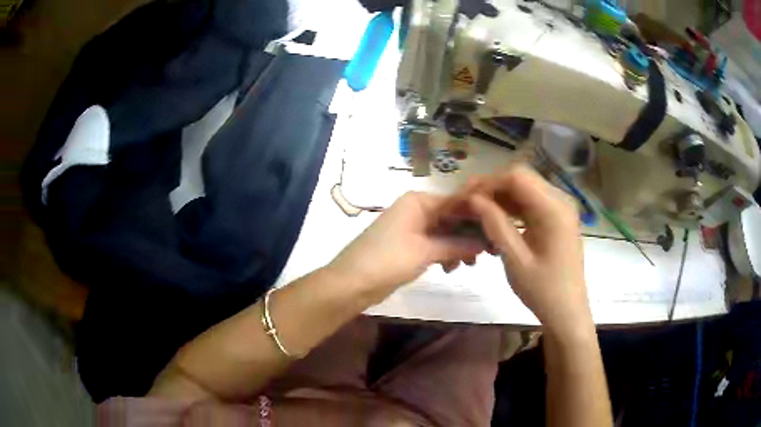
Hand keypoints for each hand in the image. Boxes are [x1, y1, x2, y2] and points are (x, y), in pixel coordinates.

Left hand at [328, 192, 486, 303]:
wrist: (351, 283)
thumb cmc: (388, 260)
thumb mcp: (426, 251)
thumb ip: (457, 245)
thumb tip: (484, 242)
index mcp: (418, 201)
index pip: (456, 201)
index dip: (477, 214)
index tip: (497, 228)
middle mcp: (416, 209)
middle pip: (451, 217)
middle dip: (468, 234)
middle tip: (487, 252)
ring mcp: (411, 227)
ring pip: (444, 232)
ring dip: (457, 246)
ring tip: (470, 264)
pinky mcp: (408, 245)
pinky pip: (433, 244)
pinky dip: (444, 253)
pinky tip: (451, 267)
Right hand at [466, 165, 591, 334]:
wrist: (567, 311)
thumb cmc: (542, 290)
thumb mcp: (515, 259)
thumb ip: (495, 224)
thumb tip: (472, 199)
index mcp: (554, 209)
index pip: (516, 177)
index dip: (488, 182)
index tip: (465, 196)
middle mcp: (560, 200)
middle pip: (521, 178)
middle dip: (492, 187)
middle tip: (468, 203)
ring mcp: (561, 208)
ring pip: (525, 188)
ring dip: (501, 196)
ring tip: (478, 210)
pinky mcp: (558, 217)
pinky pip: (531, 202)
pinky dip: (512, 206)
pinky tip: (497, 219)